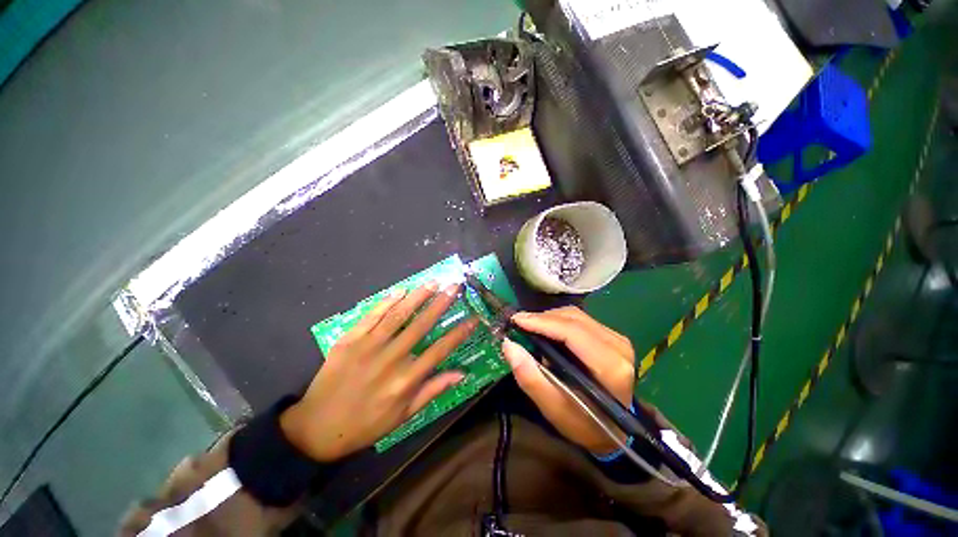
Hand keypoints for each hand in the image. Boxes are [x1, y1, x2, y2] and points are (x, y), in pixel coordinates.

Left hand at [280, 282, 476, 461]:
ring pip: (398, 315)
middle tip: (454, 286)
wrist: (317, 427)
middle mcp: (390, 359)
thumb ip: (433, 390)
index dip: (459, 332)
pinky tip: (401, 290)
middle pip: (421, 325)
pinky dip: (387, 301)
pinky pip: (372, 315)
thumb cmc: (366, 424)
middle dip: (441, 303)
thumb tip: (461, 374)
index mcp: (406, 380)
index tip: (473, 317)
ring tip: (433, 282)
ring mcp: (368, 346)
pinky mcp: (349, 340)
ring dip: (418, 296)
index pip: (440, 349)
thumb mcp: (404, 415)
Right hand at [501, 306, 634, 455]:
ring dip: (549, 318)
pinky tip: (547, 330)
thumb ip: (530, 377)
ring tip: (530, 327)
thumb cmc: (582, 424)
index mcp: (609, 367)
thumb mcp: (552, 408)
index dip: (542, 322)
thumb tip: (509, 345)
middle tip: (518, 324)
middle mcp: (618, 347)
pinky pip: (581, 319)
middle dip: (542, 318)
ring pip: (576, 315)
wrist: (614, 431)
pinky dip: (559, 321)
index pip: (571, 332)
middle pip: (573, 319)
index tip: (516, 320)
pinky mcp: (613, 337)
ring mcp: (618, 339)